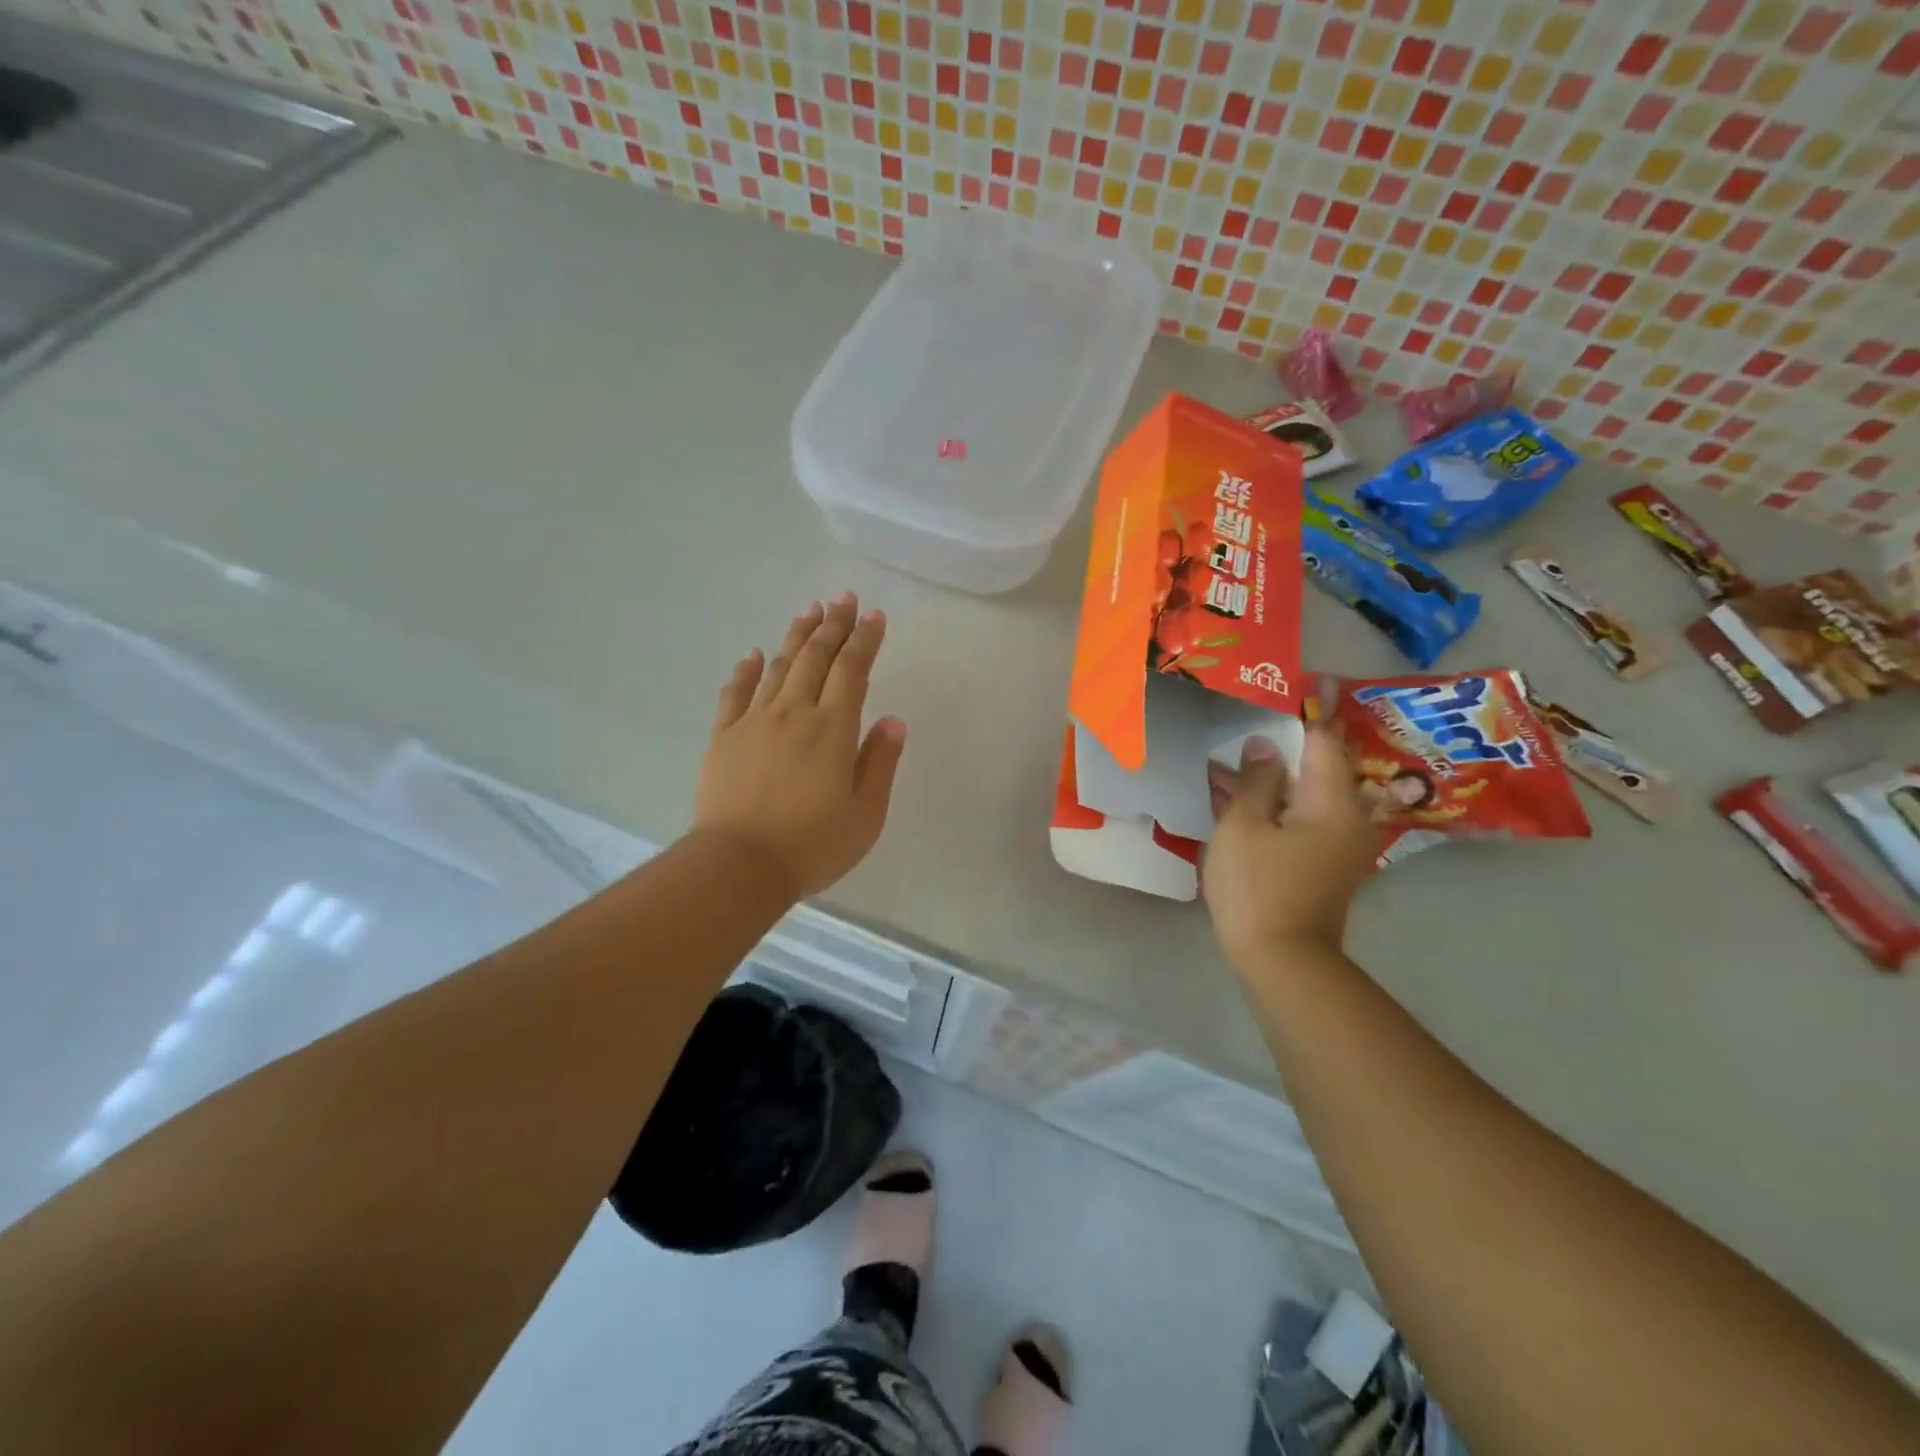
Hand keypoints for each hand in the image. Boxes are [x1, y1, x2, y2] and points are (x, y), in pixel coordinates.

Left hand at [694, 593, 906, 901]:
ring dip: (796, 636)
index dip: (865, 640)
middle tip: (843, 598)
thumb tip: (893, 721)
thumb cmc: (812, 844)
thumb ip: (880, 763)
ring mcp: (755, 721)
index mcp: (833, 729)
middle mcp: (794, 713)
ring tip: (810, 611)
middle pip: (815, 657)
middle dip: (833, 624)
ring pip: (778, 666)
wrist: (740, 865)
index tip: (874, 616)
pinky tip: (753, 654)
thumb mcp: (866, 814)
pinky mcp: (724, 736)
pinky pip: (736, 692)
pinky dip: (746, 669)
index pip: (853, 670)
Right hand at [1203, 727, 1378, 965]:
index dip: (1315, 709)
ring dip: (1278, 773)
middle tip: (1269, 712)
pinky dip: (1277, 801)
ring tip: (1239, 755)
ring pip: (1308, 792)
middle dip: (1295, 739)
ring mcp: (1338, 843)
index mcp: (1333, 801)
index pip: (1325, 740)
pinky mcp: (1323, 862)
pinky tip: (1241, 794)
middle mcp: (1347, 817)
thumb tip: (1264, 746)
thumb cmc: (1257, 886)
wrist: (1281, 959)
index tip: (1314, 679)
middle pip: (1322, 765)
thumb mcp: (1244, 825)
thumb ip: (1256, 780)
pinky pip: (1302, 816)